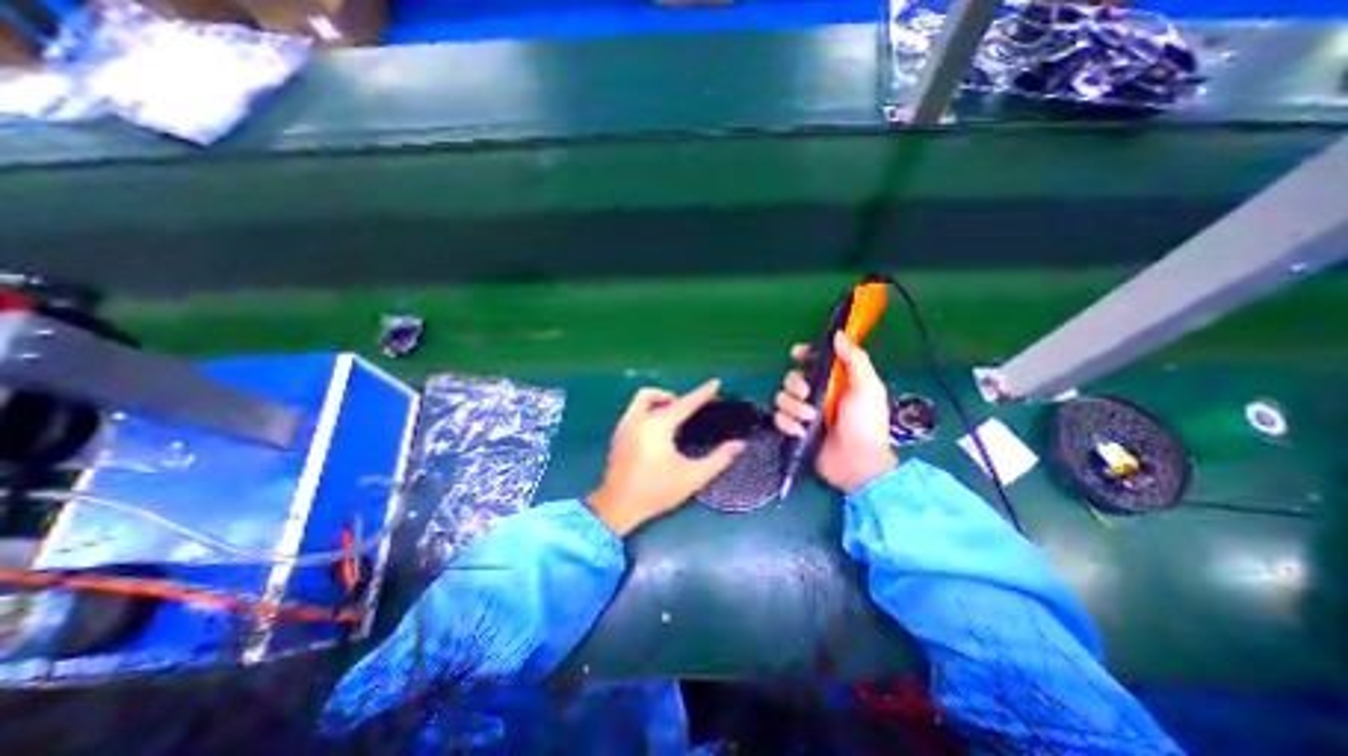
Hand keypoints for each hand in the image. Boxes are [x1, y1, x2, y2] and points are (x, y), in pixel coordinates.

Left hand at [585, 378, 742, 536]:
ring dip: (659, 400)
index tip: (716, 382)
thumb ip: (718, 459)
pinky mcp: (618, 434)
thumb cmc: (656, 491)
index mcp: (657, 426)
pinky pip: (634, 410)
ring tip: (674, 415)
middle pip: (655, 394)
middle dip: (675, 396)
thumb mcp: (692, 477)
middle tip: (691, 408)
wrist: (617, 507)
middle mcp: (638, 419)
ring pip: (641, 399)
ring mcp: (624, 425)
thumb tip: (739, 445)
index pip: (685, 403)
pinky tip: (658, 428)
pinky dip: (648, 409)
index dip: (702, 393)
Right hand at [776, 334, 897, 491]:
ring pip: (782, 398)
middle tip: (806, 394)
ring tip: (809, 419)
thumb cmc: (866, 424)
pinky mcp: (795, 430)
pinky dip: (788, 424)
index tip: (797, 354)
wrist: (857, 463)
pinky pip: (779, 419)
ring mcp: (804, 413)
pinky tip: (801, 432)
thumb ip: (855, 360)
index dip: (804, 354)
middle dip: (794, 383)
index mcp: (835, 382)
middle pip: (792, 378)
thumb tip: (839, 335)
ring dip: (793, 407)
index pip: (814, 361)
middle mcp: (817, 394)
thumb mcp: (867, 388)